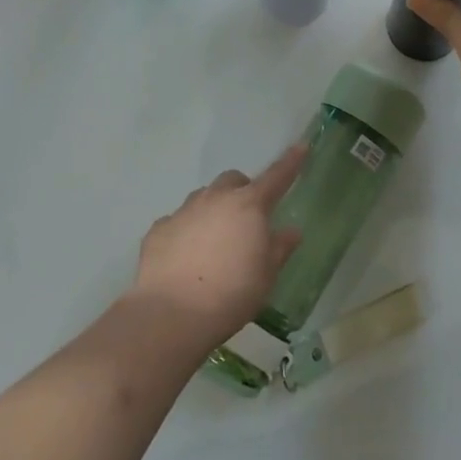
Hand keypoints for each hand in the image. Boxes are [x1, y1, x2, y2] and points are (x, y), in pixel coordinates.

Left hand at [126, 144, 305, 347]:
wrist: (172, 313)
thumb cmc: (232, 293)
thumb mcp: (266, 275)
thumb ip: (279, 248)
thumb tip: (291, 230)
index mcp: (248, 205)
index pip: (276, 177)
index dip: (291, 162)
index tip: (301, 146)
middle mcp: (215, 198)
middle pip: (233, 180)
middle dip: (242, 191)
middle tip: (248, 219)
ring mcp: (184, 211)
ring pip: (203, 198)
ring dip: (214, 210)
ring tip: (215, 242)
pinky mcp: (159, 229)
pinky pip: (178, 222)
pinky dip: (186, 232)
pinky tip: (186, 258)